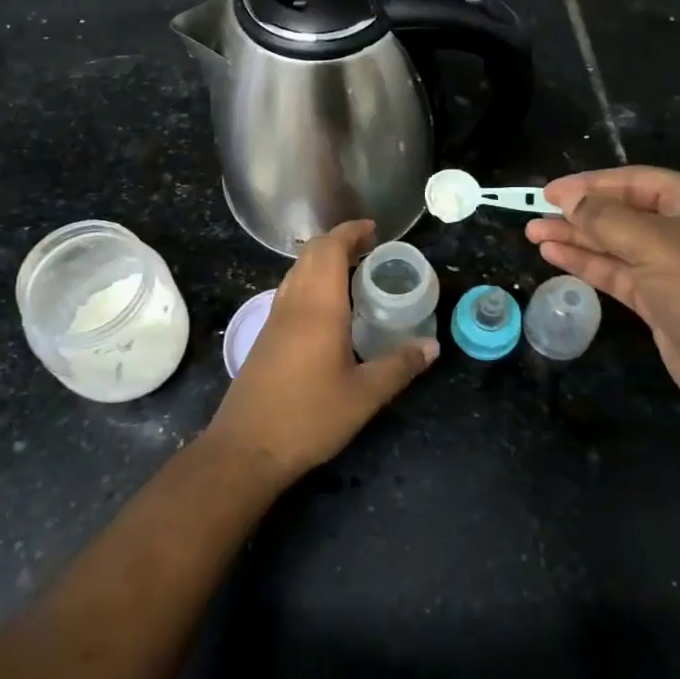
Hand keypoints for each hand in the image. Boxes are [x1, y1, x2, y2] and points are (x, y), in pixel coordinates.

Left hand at [204, 220, 436, 483]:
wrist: (246, 448)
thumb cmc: (309, 417)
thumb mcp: (364, 396)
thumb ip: (399, 366)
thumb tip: (433, 346)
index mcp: (318, 307)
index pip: (329, 249)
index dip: (350, 232)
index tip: (374, 230)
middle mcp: (293, 304)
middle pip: (310, 254)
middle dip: (338, 241)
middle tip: (369, 248)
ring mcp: (274, 319)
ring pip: (296, 270)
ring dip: (322, 259)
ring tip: (352, 270)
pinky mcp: (265, 336)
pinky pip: (289, 290)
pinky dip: (310, 279)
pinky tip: (327, 305)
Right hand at [527, 167, 679, 411]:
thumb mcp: (656, 244)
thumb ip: (606, 219)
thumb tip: (568, 200)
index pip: (635, 181)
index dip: (590, 183)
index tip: (549, 191)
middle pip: (622, 211)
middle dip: (579, 212)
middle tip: (534, 212)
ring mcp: (672, 267)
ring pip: (615, 243)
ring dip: (576, 237)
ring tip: (533, 233)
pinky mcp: (660, 300)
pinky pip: (617, 272)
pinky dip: (587, 263)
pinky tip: (555, 255)